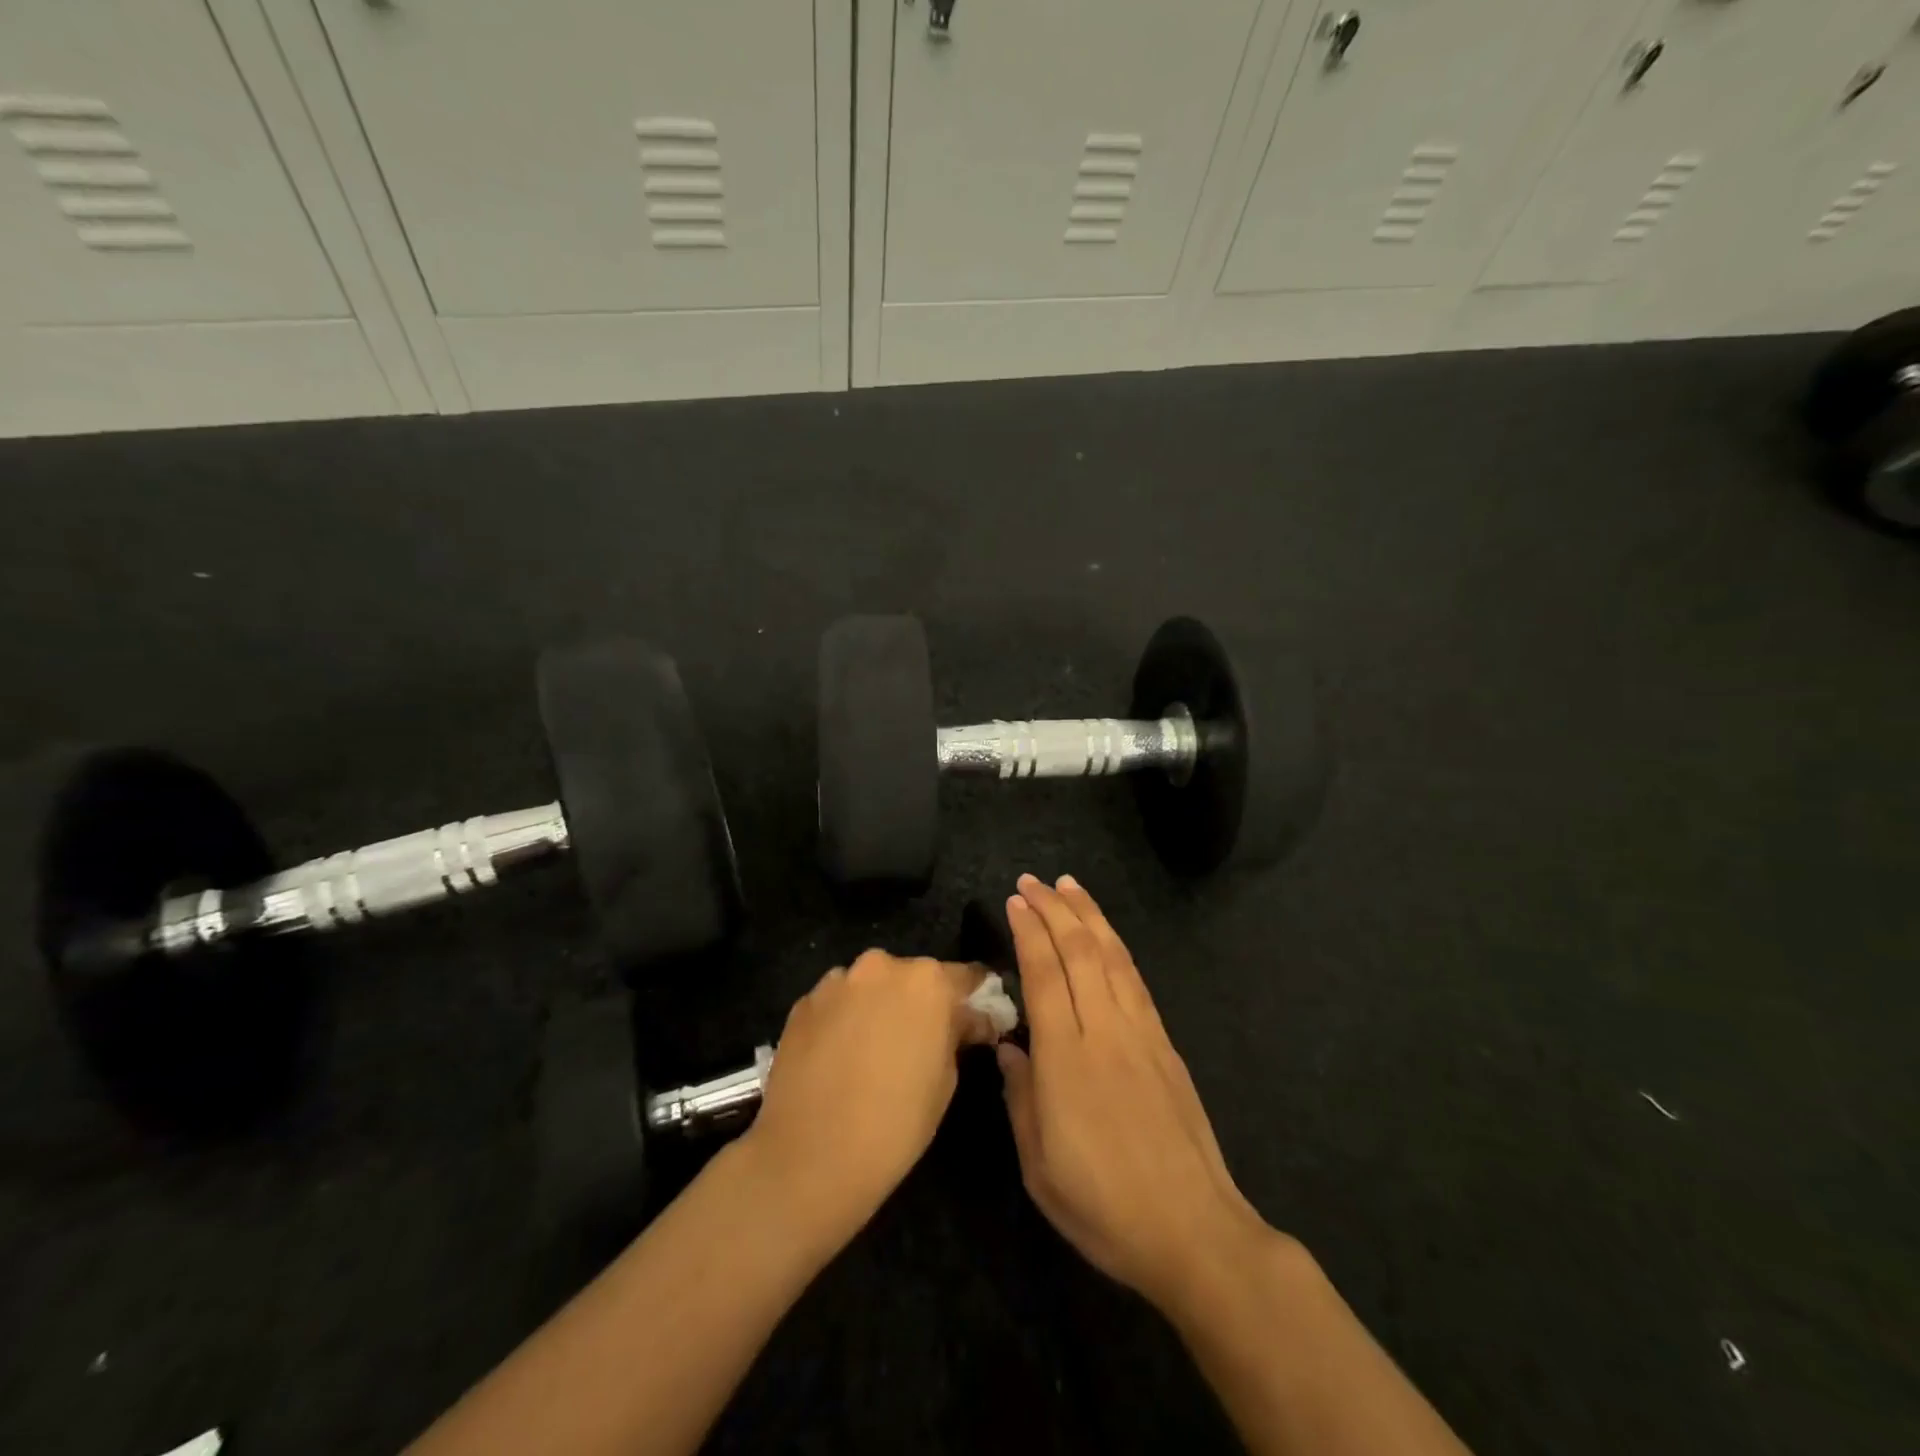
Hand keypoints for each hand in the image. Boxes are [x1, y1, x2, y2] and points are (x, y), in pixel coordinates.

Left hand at [742, 950, 997, 1245]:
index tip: (976, 1019)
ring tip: (872, 1052)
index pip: (964, 976)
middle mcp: (880, 967)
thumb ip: (956, 1035)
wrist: (809, 1158)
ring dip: (877, 1007)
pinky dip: (843, 1020)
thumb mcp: (946, 1080)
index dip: (973, 998)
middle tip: (919, 1041)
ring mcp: (836, 981)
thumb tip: (966, 1021)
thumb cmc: (895, 1123)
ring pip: (870, 987)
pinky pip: (836, 1003)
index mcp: (927, 981)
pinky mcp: (802, 1003)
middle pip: (912, 977)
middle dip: (919, 1002)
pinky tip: (839, 1058)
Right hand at [998, 875, 1279, 1313]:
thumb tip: (1009, 1047)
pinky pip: (1136, 980)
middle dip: (1054, 909)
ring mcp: (1141, 1034)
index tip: (1014, 902)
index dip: (1028, 933)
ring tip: (1069, 886)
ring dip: (1089, 916)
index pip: (1044, 975)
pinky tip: (1107, 937)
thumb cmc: (1104, 1207)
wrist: (1193, 1231)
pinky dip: (1117, 947)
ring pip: (1112, 957)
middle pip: (1079, 952)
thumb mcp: (1039, 1165)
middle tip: (1032, 881)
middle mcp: (1104, 1032)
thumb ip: (1020, 1097)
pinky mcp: (1166, 1045)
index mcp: (1066, 1060)